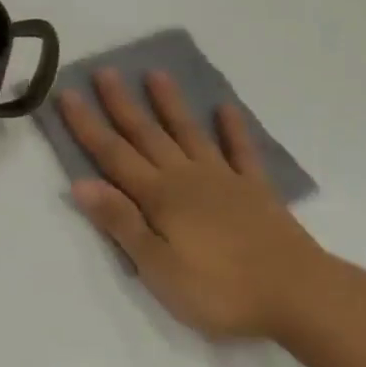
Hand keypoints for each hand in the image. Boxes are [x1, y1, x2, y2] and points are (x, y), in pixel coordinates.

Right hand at [58, 68, 341, 343]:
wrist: (298, 295)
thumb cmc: (219, 290)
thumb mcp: (158, 267)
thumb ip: (121, 222)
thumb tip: (81, 183)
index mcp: (159, 197)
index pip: (113, 155)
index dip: (87, 125)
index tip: (67, 94)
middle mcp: (187, 178)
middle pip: (147, 135)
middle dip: (121, 104)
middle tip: (105, 71)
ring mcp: (224, 180)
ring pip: (189, 133)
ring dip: (170, 104)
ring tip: (156, 74)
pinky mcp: (256, 190)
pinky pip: (241, 151)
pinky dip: (233, 128)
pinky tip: (226, 109)